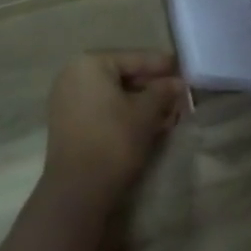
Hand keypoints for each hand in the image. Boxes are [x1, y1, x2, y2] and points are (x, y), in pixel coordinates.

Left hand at [42, 51, 185, 209]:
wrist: (77, 191)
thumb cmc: (114, 141)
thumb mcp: (145, 113)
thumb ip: (163, 91)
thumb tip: (178, 83)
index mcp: (90, 64)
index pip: (134, 58)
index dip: (161, 65)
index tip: (182, 68)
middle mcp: (74, 75)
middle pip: (123, 76)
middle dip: (152, 87)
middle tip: (178, 94)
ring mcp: (68, 100)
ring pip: (114, 95)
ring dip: (141, 103)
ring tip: (168, 112)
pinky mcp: (68, 124)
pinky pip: (102, 109)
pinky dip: (124, 113)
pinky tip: (148, 124)